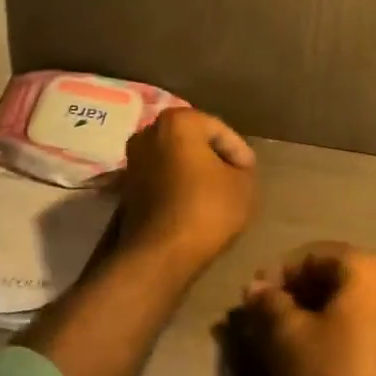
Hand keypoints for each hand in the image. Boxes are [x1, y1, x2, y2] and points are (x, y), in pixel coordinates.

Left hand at [116, 108, 257, 275]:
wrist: (160, 254)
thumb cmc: (206, 209)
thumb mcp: (244, 185)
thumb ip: (243, 168)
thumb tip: (233, 169)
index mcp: (178, 121)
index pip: (220, 131)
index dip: (239, 154)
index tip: (249, 177)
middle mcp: (149, 132)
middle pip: (195, 142)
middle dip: (215, 159)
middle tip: (234, 182)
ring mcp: (133, 159)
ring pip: (176, 160)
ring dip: (195, 174)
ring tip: (216, 196)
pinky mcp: (126, 187)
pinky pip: (162, 178)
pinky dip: (178, 187)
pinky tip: (193, 207)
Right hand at [236, 242, 375, 375]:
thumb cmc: (333, 373)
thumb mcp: (289, 335)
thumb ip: (270, 303)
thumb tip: (255, 287)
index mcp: (368, 266)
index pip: (312, 255)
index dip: (279, 274)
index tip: (254, 299)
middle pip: (333, 275)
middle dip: (297, 293)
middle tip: (267, 317)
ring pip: (348, 300)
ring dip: (315, 312)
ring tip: (285, 336)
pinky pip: (364, 321)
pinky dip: (337, 328)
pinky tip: (314, 350)